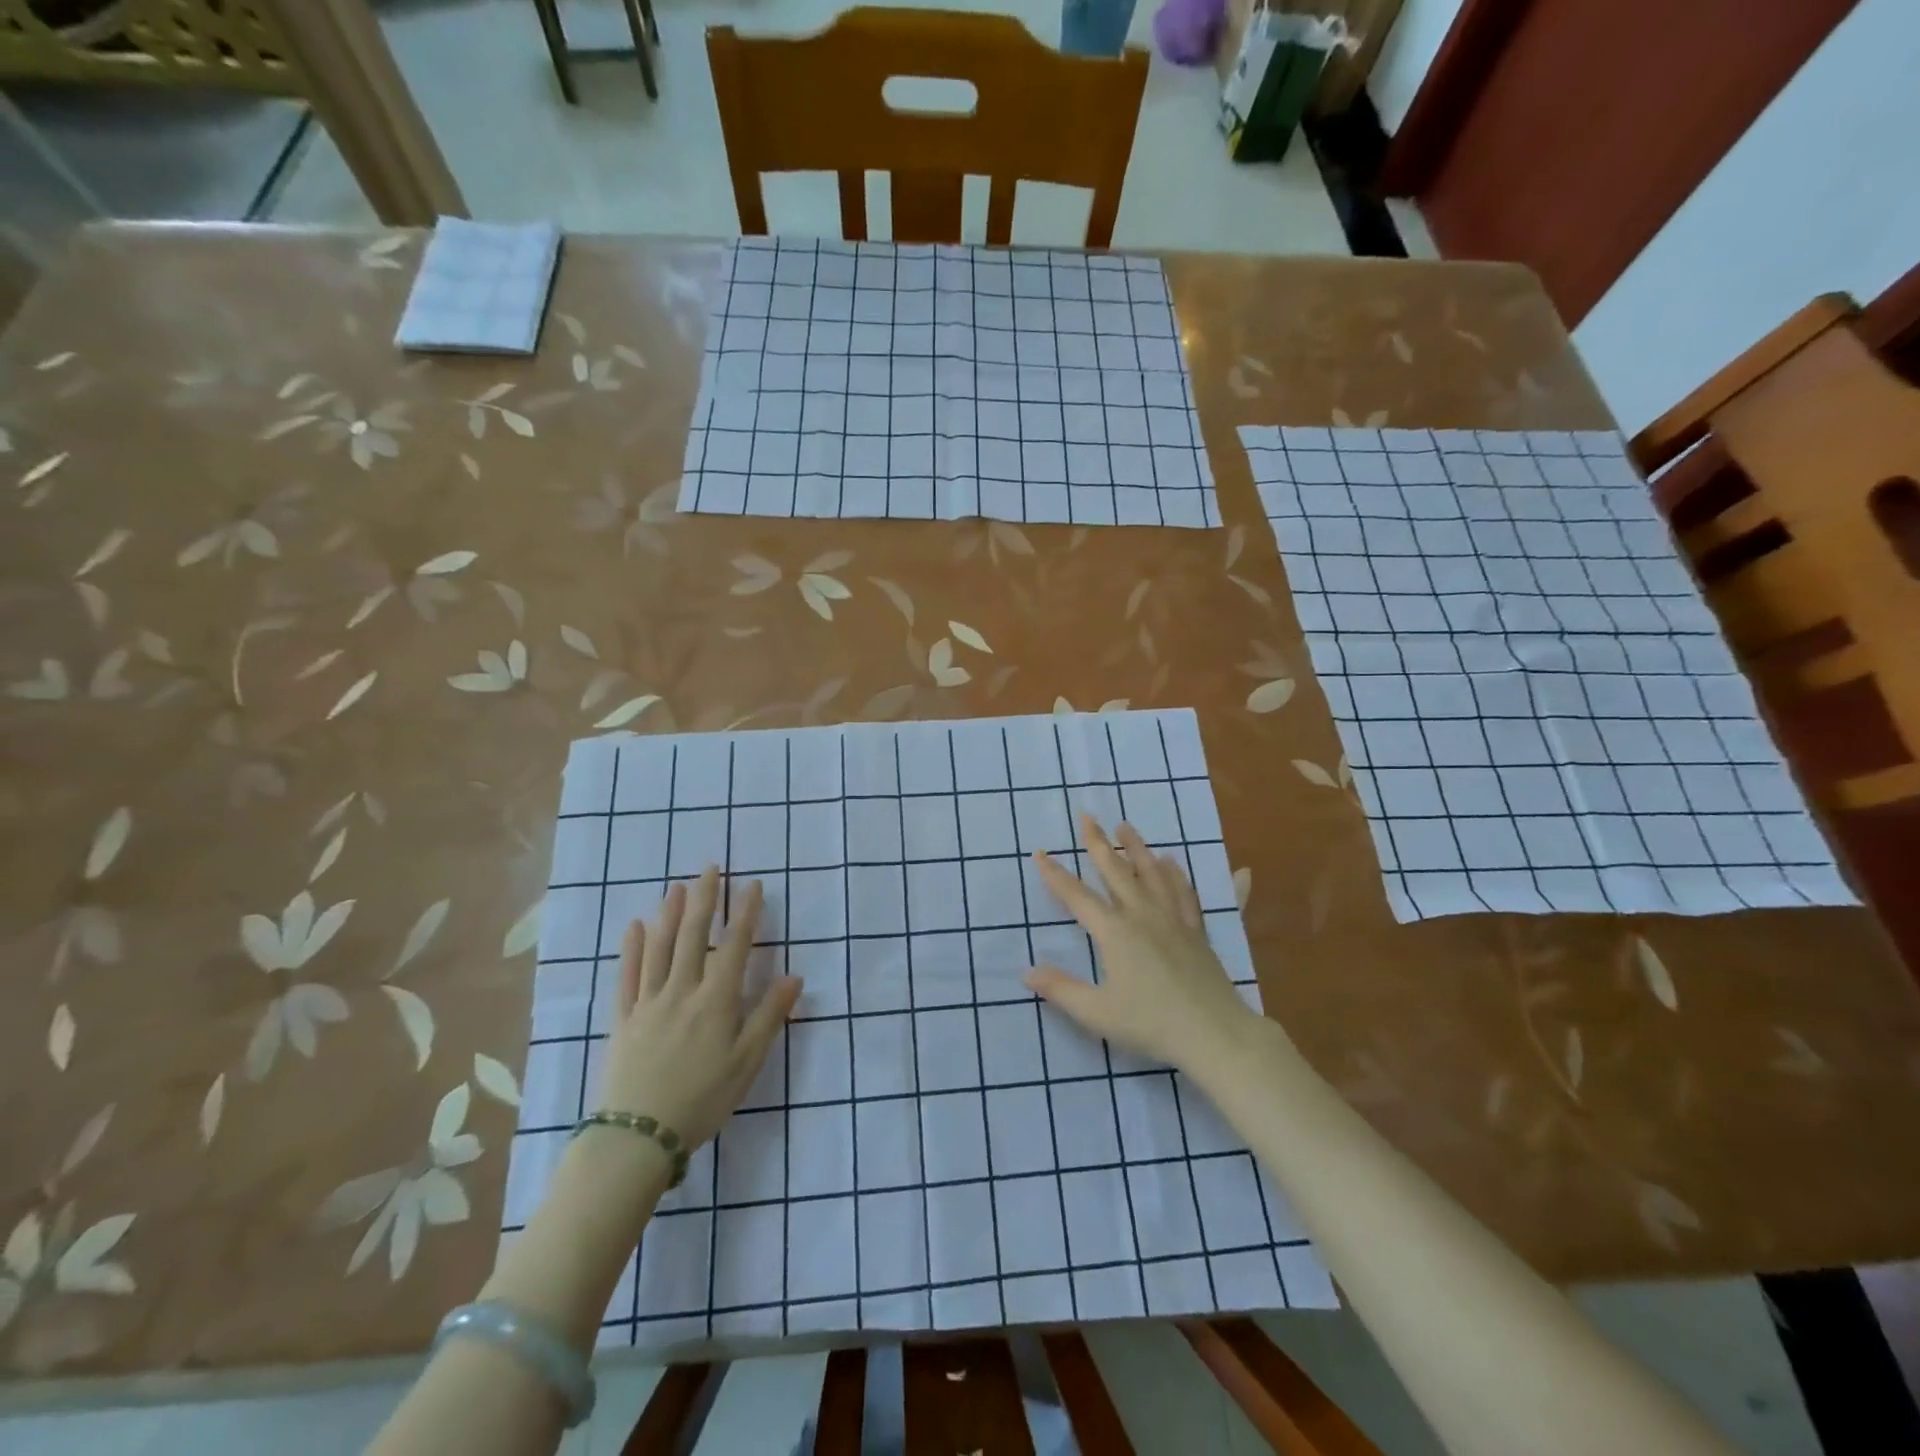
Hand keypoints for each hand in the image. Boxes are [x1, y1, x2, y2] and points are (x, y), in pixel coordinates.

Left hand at [595, 866, 801, 1149]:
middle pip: (694, 936)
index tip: (753, 885)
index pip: (735, 946)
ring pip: (660, 948)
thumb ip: (769, 1016)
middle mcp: (682, 991)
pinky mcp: (624, 1019)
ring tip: (677, 886)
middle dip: (705, 899)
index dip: (745, 914)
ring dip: (670, 914)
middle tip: (710, 868)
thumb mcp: (747, 1063)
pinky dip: (633, 948)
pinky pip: (628, 976)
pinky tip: (636, 926)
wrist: (637, 1137)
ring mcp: (649, 1002)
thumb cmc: (702, 1099)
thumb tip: (794, 977)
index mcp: (716, 1001)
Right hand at [1025, 816, 1256, 1072]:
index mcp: (1115, 932)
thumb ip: (1060, 990)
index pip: (1077, 896)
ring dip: (1138, 848)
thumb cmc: (1151, 1024)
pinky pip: (1190, 896)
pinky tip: (1180, 862)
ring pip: (1154, 874)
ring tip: (1127, 827)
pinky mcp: (1198, 932)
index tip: (1040, 852)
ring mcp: (1174, 920)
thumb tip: (1026, 971)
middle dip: (1098, 842)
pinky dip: (1184, 877)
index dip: (1056, 875)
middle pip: (1117, 871)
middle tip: (1088, 816)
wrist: (1213, 1034)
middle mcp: (1143, 915)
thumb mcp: (1097, 1012)